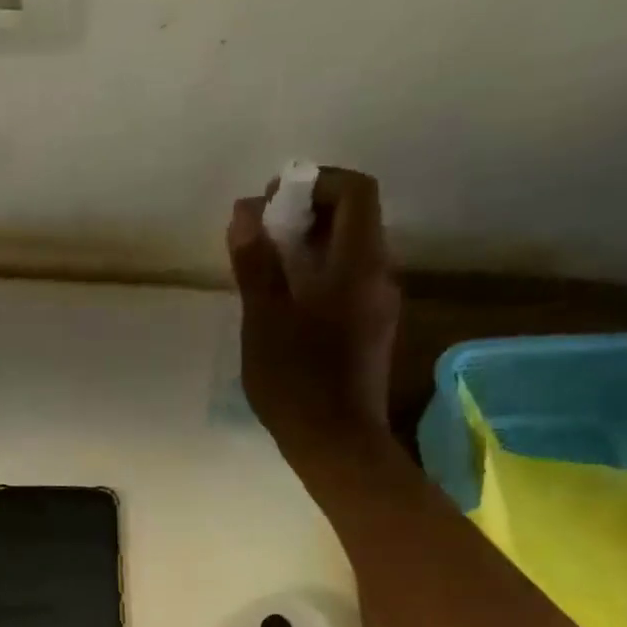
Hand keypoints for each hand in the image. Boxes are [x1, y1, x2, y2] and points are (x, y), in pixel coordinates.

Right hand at [227, 166, 401, 457]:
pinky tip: (286, 305)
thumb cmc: (297, 381)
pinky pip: (350, 284)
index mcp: (359, 265)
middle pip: (355, 221)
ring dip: (312, 247)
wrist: (337, 444)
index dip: (317, 182)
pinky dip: (320, 277)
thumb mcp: (264, 319)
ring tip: (267, 270)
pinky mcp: (372, 333)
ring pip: (351, 255)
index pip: (356, 192)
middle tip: (262, 235)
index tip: (274, 201)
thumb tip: (246, 210)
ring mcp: (379, 307)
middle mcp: (380, 277)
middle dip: (308, 214)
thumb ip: (256, 262)